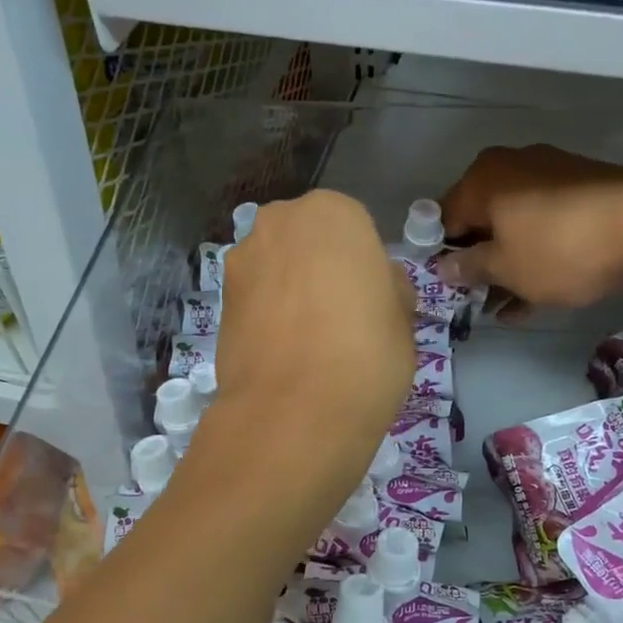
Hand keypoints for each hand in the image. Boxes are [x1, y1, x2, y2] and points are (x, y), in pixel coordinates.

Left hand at [213, 190, 415, 461]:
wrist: (295, 411)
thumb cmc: (367, 353)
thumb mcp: (402, 317)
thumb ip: (387, 287)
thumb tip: (376, 285)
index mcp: (333, 212)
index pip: (353, 227)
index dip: (362, 264)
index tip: (369, 299)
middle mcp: (280, 222)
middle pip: (306, 240)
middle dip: (318, 268)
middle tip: (339, 315)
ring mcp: (242, 260)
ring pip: (275, 268)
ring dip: (288, 290)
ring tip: (308, 341)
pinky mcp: (219, 302)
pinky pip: (254, 300)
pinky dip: (267, 317)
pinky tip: (283, 354)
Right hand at [436, 145, 622, 309]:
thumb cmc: (558, 247)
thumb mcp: (503, 267)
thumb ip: (468, 267)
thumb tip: (442, 266)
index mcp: (483, 178)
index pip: (444, 217)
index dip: (441, 253)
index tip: (445, 286)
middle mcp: (513, 168)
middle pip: (482, 220)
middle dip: (478, 262)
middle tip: (474, 300)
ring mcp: (553, 179)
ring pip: (516, 229)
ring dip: (507, 267)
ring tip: (503, 308)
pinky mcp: (585, 196)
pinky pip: (546, 231)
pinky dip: (537, 260)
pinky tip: (534, 298)